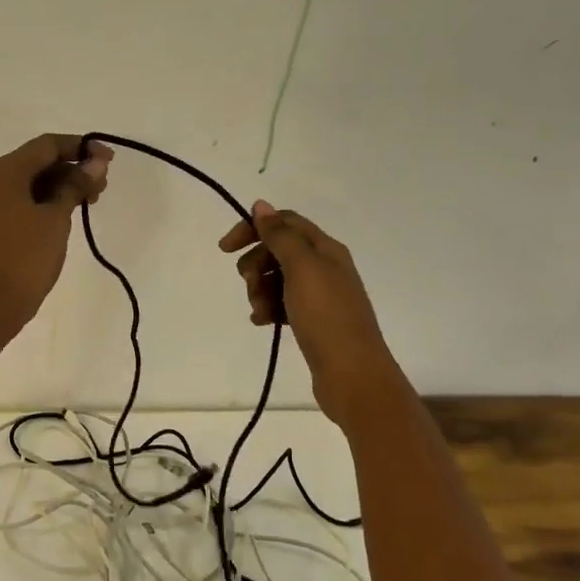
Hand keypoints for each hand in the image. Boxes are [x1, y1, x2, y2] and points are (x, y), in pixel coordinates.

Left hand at [0, 134, 111, 343]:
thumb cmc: (25, 260)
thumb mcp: (56, 219)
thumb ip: (76, 186)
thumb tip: (96, 163)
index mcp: (1, 172)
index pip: (46, 145)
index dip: (80, 147)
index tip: (108, 161)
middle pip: (34, 162)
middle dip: (70, 169)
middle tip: (101, 187)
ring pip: (25, 182)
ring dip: (57, 186)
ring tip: (88, 202)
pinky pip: (15, 200)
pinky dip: (40, 201)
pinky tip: (63, 213)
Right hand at [220, 201, 400, 424]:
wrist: (353, 375)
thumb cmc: (326, 317)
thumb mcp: (302, 269)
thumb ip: (281, 236)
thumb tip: (262, 205)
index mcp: (325, 249)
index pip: (284, 223)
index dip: (254, 229)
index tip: (225, 248)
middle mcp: (325, 267)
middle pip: (278, 250)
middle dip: (256, 263)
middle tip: (249, 284)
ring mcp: (320, 295)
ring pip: (277, 278)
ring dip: (260, 289)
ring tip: (259, 311)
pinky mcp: (314, 321)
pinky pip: (282, 304)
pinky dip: (269, 308)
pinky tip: (263, 322)